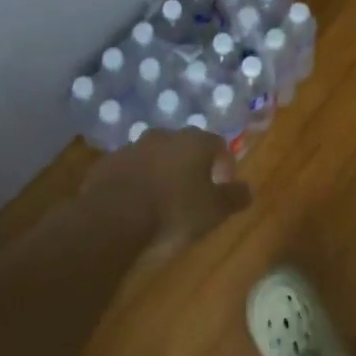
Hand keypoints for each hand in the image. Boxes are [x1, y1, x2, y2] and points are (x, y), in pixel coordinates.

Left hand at [80, 129, 252, 260]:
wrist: (111, 220)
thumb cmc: (172, 213)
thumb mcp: (212, 212)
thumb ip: (233, 198)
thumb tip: (249, 189)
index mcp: (195, 142)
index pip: (218, 144)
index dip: (223, 165)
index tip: (222, 187)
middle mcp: (165, 136)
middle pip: (185, 146)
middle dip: (190, 165)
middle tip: (191, 193)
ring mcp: (132, 147)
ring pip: (155, 155)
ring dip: (161, 171)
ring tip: (160, 200)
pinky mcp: (107, 163)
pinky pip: (128, 169)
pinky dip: (135, 181)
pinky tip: (133, 204)